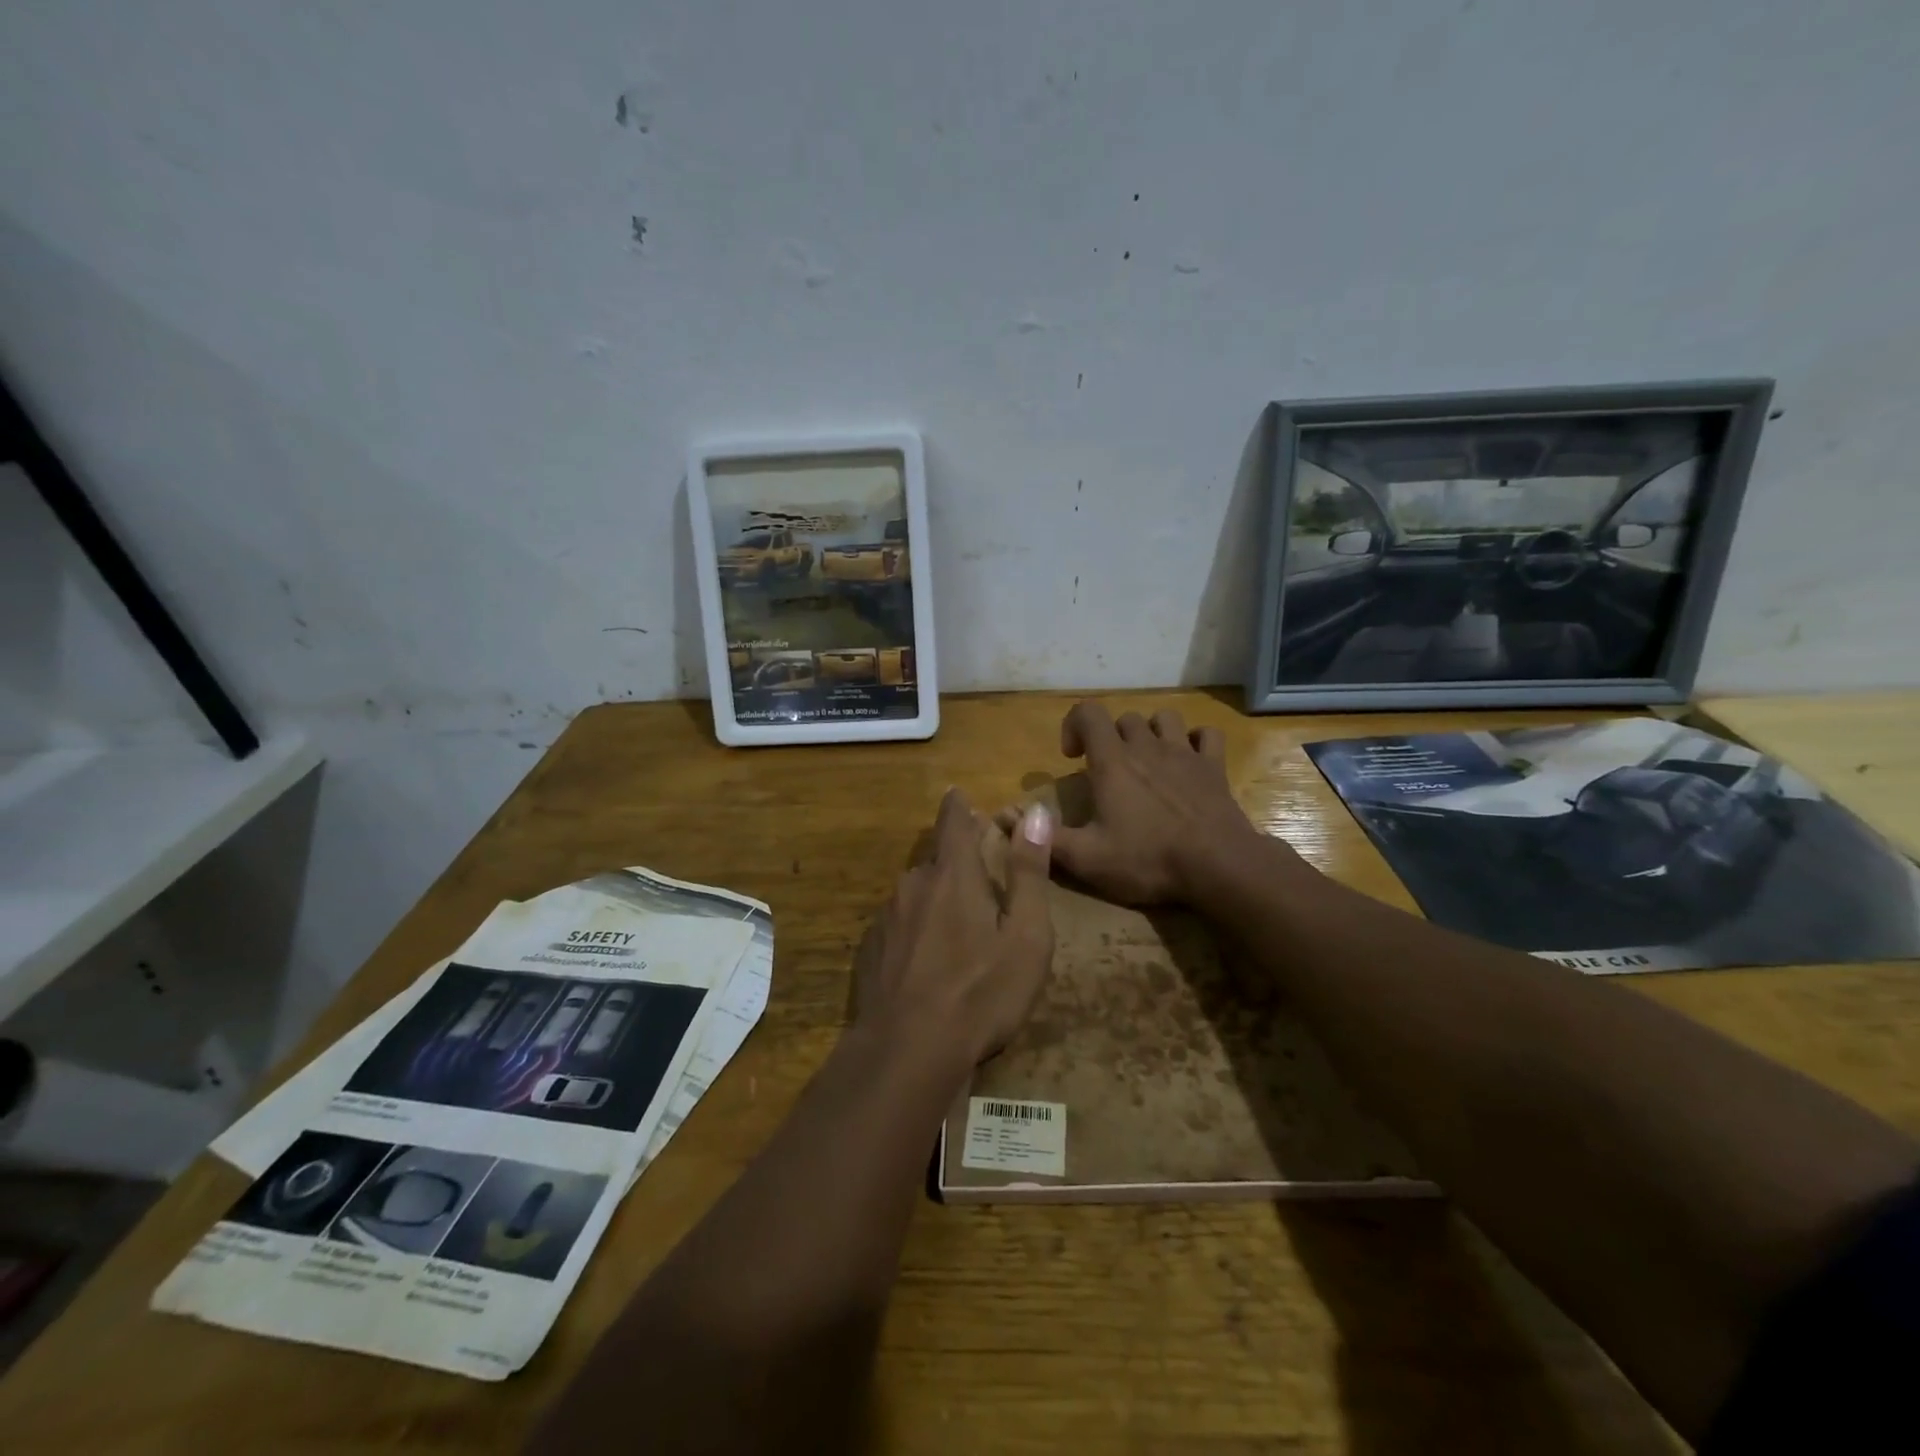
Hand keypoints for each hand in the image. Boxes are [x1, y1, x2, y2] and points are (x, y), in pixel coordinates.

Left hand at [852, 789, 1054, 1067]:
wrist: (907, 1051)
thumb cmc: (980, 992)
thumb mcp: (1025, 936)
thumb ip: (1029, 872)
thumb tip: (1036, 813)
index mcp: (953, 875)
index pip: (953, 821)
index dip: (959, 805)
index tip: (958, 794)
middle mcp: (913, 885)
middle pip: (936, 859)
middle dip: (956, 860)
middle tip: (978, 878)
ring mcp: (887, 918)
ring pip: (916, 892)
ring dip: (936, 896)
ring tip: (957, 929)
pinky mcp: (871, 950)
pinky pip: (900, 923)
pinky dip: (917, 928)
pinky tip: (928, 961)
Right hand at [1005, 702, 1259, 905]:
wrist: (1218, 866)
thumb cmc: (1147, 859)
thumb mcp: (1087, 858)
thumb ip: (1044, 837)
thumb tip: (1002, 816)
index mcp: (1113, 762)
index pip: (1088, 713)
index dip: (1074, 725)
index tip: (1072, 758)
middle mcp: (1147, 747)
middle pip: (1124, 719)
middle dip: (1110, 737)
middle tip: (1106, 771)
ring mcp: (1184, 754)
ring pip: (1164, 719)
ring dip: (1151, 733)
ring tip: (1146, 762)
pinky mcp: (1214, 767)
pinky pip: (1207, 736)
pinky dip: (1195, 742)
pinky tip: (1189, 762)